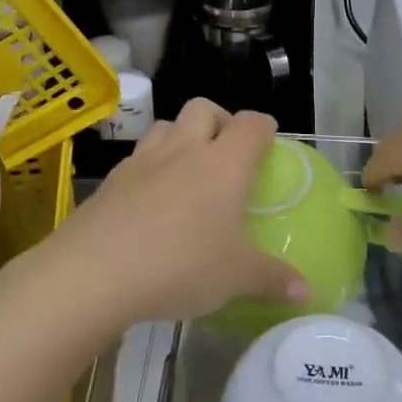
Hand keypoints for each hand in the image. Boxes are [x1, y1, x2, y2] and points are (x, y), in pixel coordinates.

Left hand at [18, 99, 309, 329]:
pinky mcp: (110, 181)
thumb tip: (307, 293)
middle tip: (226, 154)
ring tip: (187, 171)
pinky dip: (150, 167)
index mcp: (224, 164)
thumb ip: (274, 280)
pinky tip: (150, 201)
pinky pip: (137, 158)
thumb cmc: (180, 266)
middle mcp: (184, 150)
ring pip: (165, 126)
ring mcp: (142, 161)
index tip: (269, 142)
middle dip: (219, 121)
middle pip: (204, 108)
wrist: (94, 273)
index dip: (264, 128)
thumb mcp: (236, 278)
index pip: (252, 125)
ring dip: (180, 137)